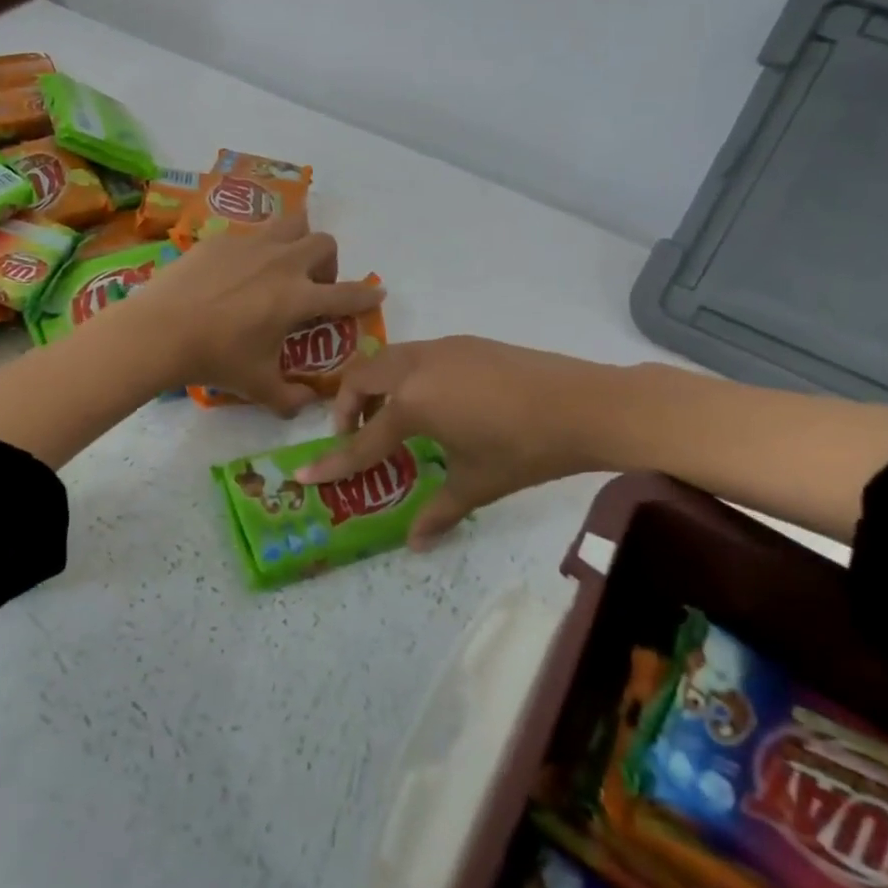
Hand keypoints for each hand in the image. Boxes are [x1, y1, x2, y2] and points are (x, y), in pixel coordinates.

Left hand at [128, 217, 384, 414]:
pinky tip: (234, 272)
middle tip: (310, 287)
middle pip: (323, 243)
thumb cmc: (215, 359)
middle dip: (326, 263)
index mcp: (298, 297)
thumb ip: (289, 397)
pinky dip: (255, 249)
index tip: (377, 293)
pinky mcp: (220, 240)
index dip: (366, 295)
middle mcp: (282, 263)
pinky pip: (250, 233)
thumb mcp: (257, 385)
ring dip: (296, 240)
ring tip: (280, 265)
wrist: (160, 331)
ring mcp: (250, 245)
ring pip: (290, 223)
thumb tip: (307, 403)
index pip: (346, 294)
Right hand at [295, 337, 603, 546]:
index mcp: (412, 403)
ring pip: (387, 358)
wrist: (585, 404)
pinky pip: (416, 355)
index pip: (362, 440)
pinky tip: (434, 401)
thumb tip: (415, 544)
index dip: (333, 463)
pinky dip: (404, 376)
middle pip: (361, 378)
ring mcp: (442, 349)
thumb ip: (439, 511)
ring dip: (375, 386)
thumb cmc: (525, 449)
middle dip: (347, 407)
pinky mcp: (465, 343)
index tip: (302, 475)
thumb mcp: (477, 484)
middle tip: (357, 436)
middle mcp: (416, 367)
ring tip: (392, 418)